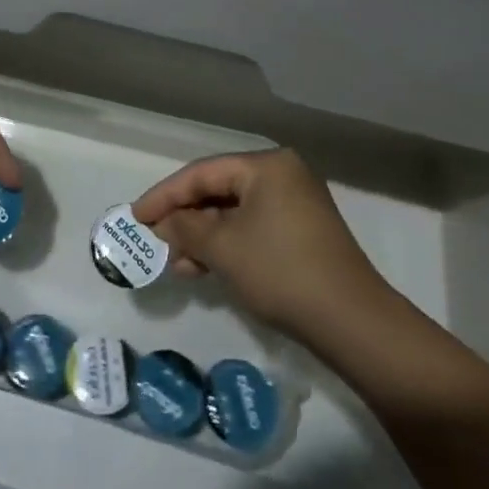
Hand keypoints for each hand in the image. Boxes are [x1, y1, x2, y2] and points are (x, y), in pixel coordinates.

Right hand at [133, 149, 390, 339]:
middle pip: (219, 191)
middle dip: (184, 218)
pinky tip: (203, 270)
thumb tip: (163, 223)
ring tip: (175, 264)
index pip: (202, 172)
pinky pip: (252, 229)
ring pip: (234, 214)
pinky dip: (227, 246)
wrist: (352, 322)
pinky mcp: (302, 233)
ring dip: (203, 237)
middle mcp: (282, 175)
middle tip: (154, 241)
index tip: (136, 217)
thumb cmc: (281, 271)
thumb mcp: (224, 248)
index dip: (165, 195)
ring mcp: (296, 204)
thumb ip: (186, 228)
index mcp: (267, 166)